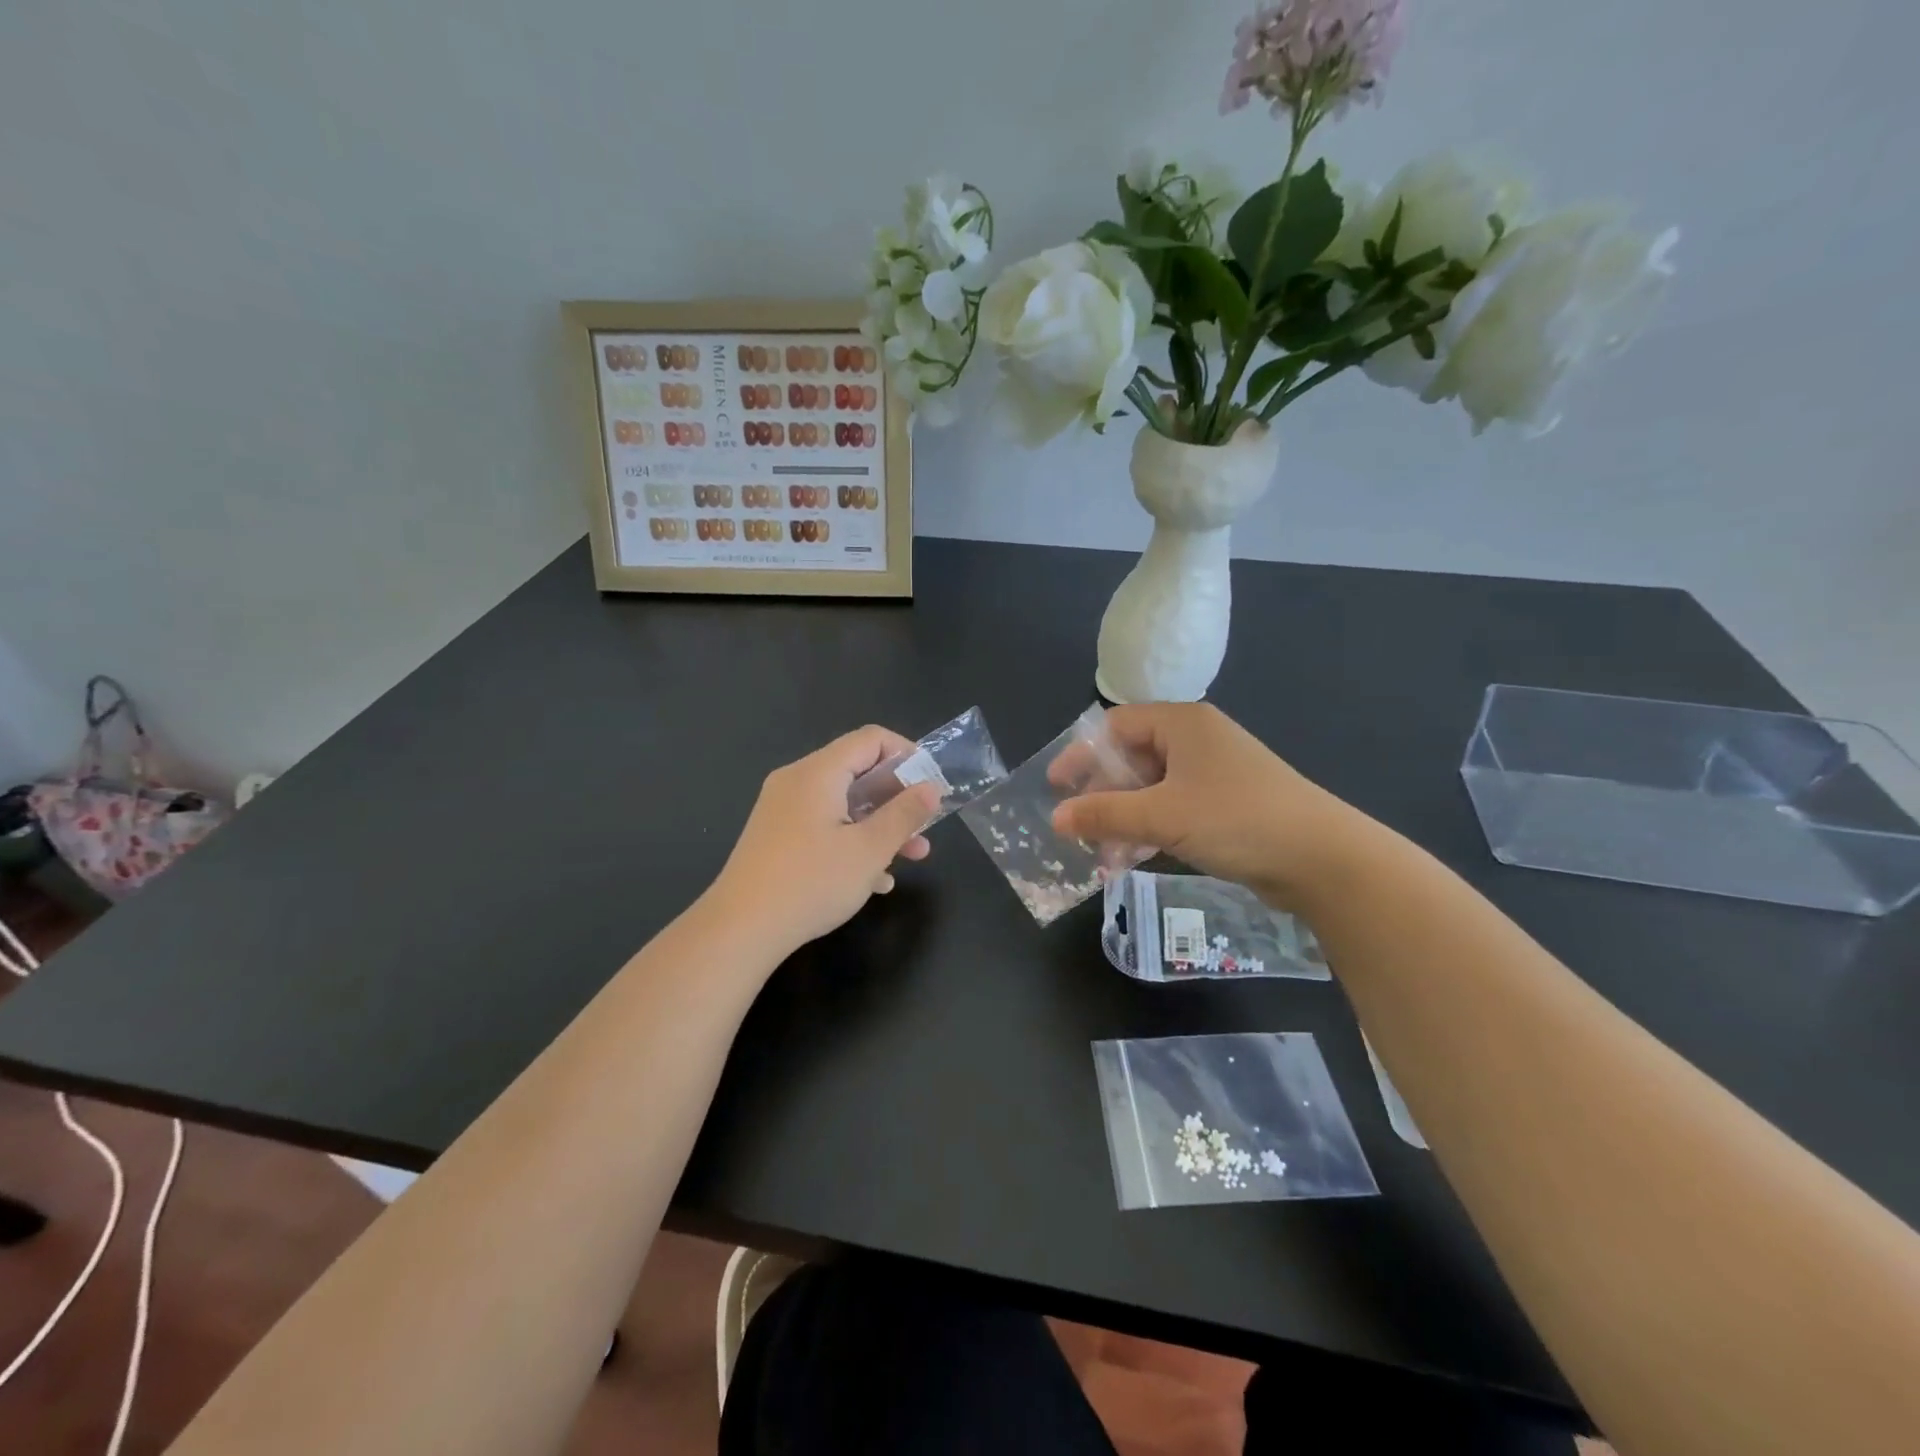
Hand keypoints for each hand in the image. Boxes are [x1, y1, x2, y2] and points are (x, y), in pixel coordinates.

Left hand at [705, 725, 939, 958]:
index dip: (907, 754)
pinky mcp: (776, 838)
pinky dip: (852, 841)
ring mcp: (783, 811)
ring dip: (880, 825)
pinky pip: (823, 826)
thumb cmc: (811, 882)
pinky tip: (874, 880)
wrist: (740, 930)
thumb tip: (931, 788)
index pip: (870, 739)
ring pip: (843, 804)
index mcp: (818, 773)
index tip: (931, 784)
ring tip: (911, 857)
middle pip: (857, 772)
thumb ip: (904, 815)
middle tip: (925, 826)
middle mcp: (797, 782)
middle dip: (897, 798)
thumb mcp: (870, 849)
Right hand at [1049, 702, 1368, 909]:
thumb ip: (1103, 814)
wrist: (1321, 858)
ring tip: (1105, 855)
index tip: (1056, 788)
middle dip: (1102, 795)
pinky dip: (1151, 828)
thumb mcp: (1161, 816)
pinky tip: (1135, 858)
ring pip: (1152, 788)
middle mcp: (1197, 740)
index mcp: (1181, 724)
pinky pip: (1174, 808)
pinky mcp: (1226, 804)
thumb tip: (1055, 819)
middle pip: (1131, 759)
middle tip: (1080, 828)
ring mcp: (1214, 773)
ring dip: (1124, 818)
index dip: (1081, 755)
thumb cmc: (1235, 819)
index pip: (1114, 727)